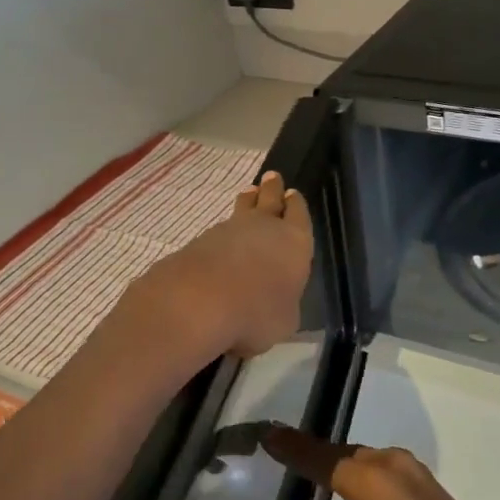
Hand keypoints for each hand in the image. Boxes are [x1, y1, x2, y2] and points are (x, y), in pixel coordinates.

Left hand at [124, 171, 312, 362]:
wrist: (200, 301)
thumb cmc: (257, 313)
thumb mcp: (284, 321)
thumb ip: (283, 305)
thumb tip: (275, 304)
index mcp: (295, 242)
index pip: (299, 215)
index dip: (296, 205)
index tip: (292, 193)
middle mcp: (264, 228)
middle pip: (270, 200)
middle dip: (272, 189)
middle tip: (271, 178)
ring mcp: (229, 230)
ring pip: (242, 210)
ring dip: (247, 203)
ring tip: (248, 195)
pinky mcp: (200, 240)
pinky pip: (218, 230)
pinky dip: (223, 233)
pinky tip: (221, 239)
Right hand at [259, 426, 499, 499]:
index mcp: (368, 478)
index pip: (318, 458)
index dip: (290, 448)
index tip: (267, 433)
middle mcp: (388, 462)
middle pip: (340, 453)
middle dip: (312, 453)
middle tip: (283, 450)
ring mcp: (411, 468)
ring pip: (363, 458)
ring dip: (338, 461)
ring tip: (313, 467)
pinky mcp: (425, 480)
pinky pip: (382, 466)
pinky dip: (360, 469)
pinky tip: (354, 485)